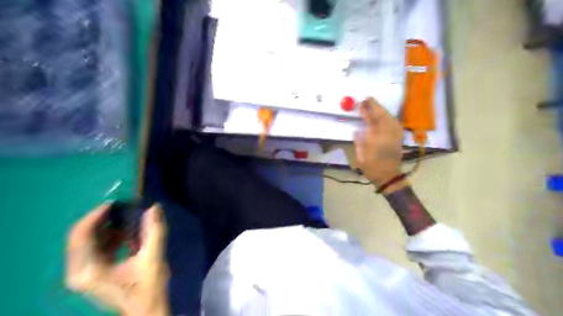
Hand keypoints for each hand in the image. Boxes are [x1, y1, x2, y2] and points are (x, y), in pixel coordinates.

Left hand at [64, 203, 167, 314]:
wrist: (145, 311)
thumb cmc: (147, 288)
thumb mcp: (153, 259)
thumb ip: (154, 231)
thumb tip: (154, 208)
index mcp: (89, 270)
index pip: (81, 236)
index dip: (95, 216)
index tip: (114, 203)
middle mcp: (79, 271)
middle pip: (81, 236)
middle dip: (101, 219)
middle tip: (122, 207)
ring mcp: (84, 273)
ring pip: (87, 241)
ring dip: (106, 226)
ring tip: (126, 216)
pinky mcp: (92, 272)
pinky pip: (94, 247)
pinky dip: (108, 236)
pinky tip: (125, 232)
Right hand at [351, 98, 404, 188]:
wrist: (389, 177)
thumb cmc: (372, 169)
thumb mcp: (361, 158)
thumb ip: (359, 142)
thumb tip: (357, 130)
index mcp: (375, 140)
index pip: (371, 121)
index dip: (366, 111)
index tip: (362, 104)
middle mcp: (387, 136)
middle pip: (382, 116)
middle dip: (375, 106)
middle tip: (368, 98)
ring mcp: (394, 136)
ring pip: (390, 118)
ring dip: (383, 110)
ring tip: (375, 105)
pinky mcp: (399, 138)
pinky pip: (396, 123)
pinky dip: (390, 117)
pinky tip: (386, 115)